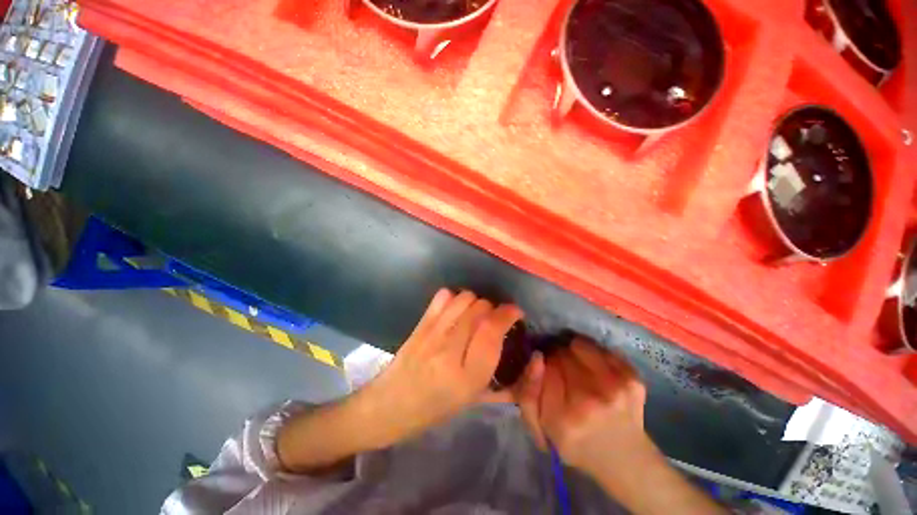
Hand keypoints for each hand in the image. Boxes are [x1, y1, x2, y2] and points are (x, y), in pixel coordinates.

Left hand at [360, 288, 522, 446]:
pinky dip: (455, 297)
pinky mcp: (420, 324)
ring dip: (476, 301)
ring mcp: (432, 333)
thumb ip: (504, 384)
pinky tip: (456, 310)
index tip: (515, 312)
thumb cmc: (435, 409)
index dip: (508, 314)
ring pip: (464, 298)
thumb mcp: (473, 402)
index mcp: (467, 376)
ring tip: (476, 314)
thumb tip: (529, 361)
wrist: (390, 405)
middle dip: (494, 308)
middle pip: (480, 309)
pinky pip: (443, 296)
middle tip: (494, 319)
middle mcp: (450, 350)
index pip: (492, 330)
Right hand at [514, 340, 726, 513]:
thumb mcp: (544, 434)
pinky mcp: (634, 379)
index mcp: (566, 418)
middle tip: (562, 372)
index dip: (542, 365)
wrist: (628, 464)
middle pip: (561, 354)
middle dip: (557, 358)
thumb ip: (528, 396)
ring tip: (578, 369)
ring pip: (580, 346)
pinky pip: (602, 350)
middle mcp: (592, 398)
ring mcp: (618, 386)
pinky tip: (597, 371)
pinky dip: (594, 354)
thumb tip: (535, 357)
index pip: (543, 367)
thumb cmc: (581, 451)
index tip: (545, 370)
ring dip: (574, 353)